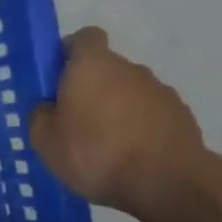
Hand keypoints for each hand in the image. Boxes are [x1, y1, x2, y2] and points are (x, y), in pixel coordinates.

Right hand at [29, 27, 206, 216]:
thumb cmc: (95, 153)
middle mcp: (129, 69)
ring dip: (114, 110)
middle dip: (89, 89)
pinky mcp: (180, 116)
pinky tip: (127, 157)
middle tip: (72, 122)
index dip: (68, 52)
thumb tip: (49, 107)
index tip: (56, 78)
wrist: (167, 183)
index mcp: (92, 65)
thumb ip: (41, 115)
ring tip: (102, 146)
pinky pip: (149, 114)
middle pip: (105, 69)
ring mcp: (160, 91)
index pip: (84, 38)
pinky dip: (137, 128)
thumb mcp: (44, 140)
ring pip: (127, 93)